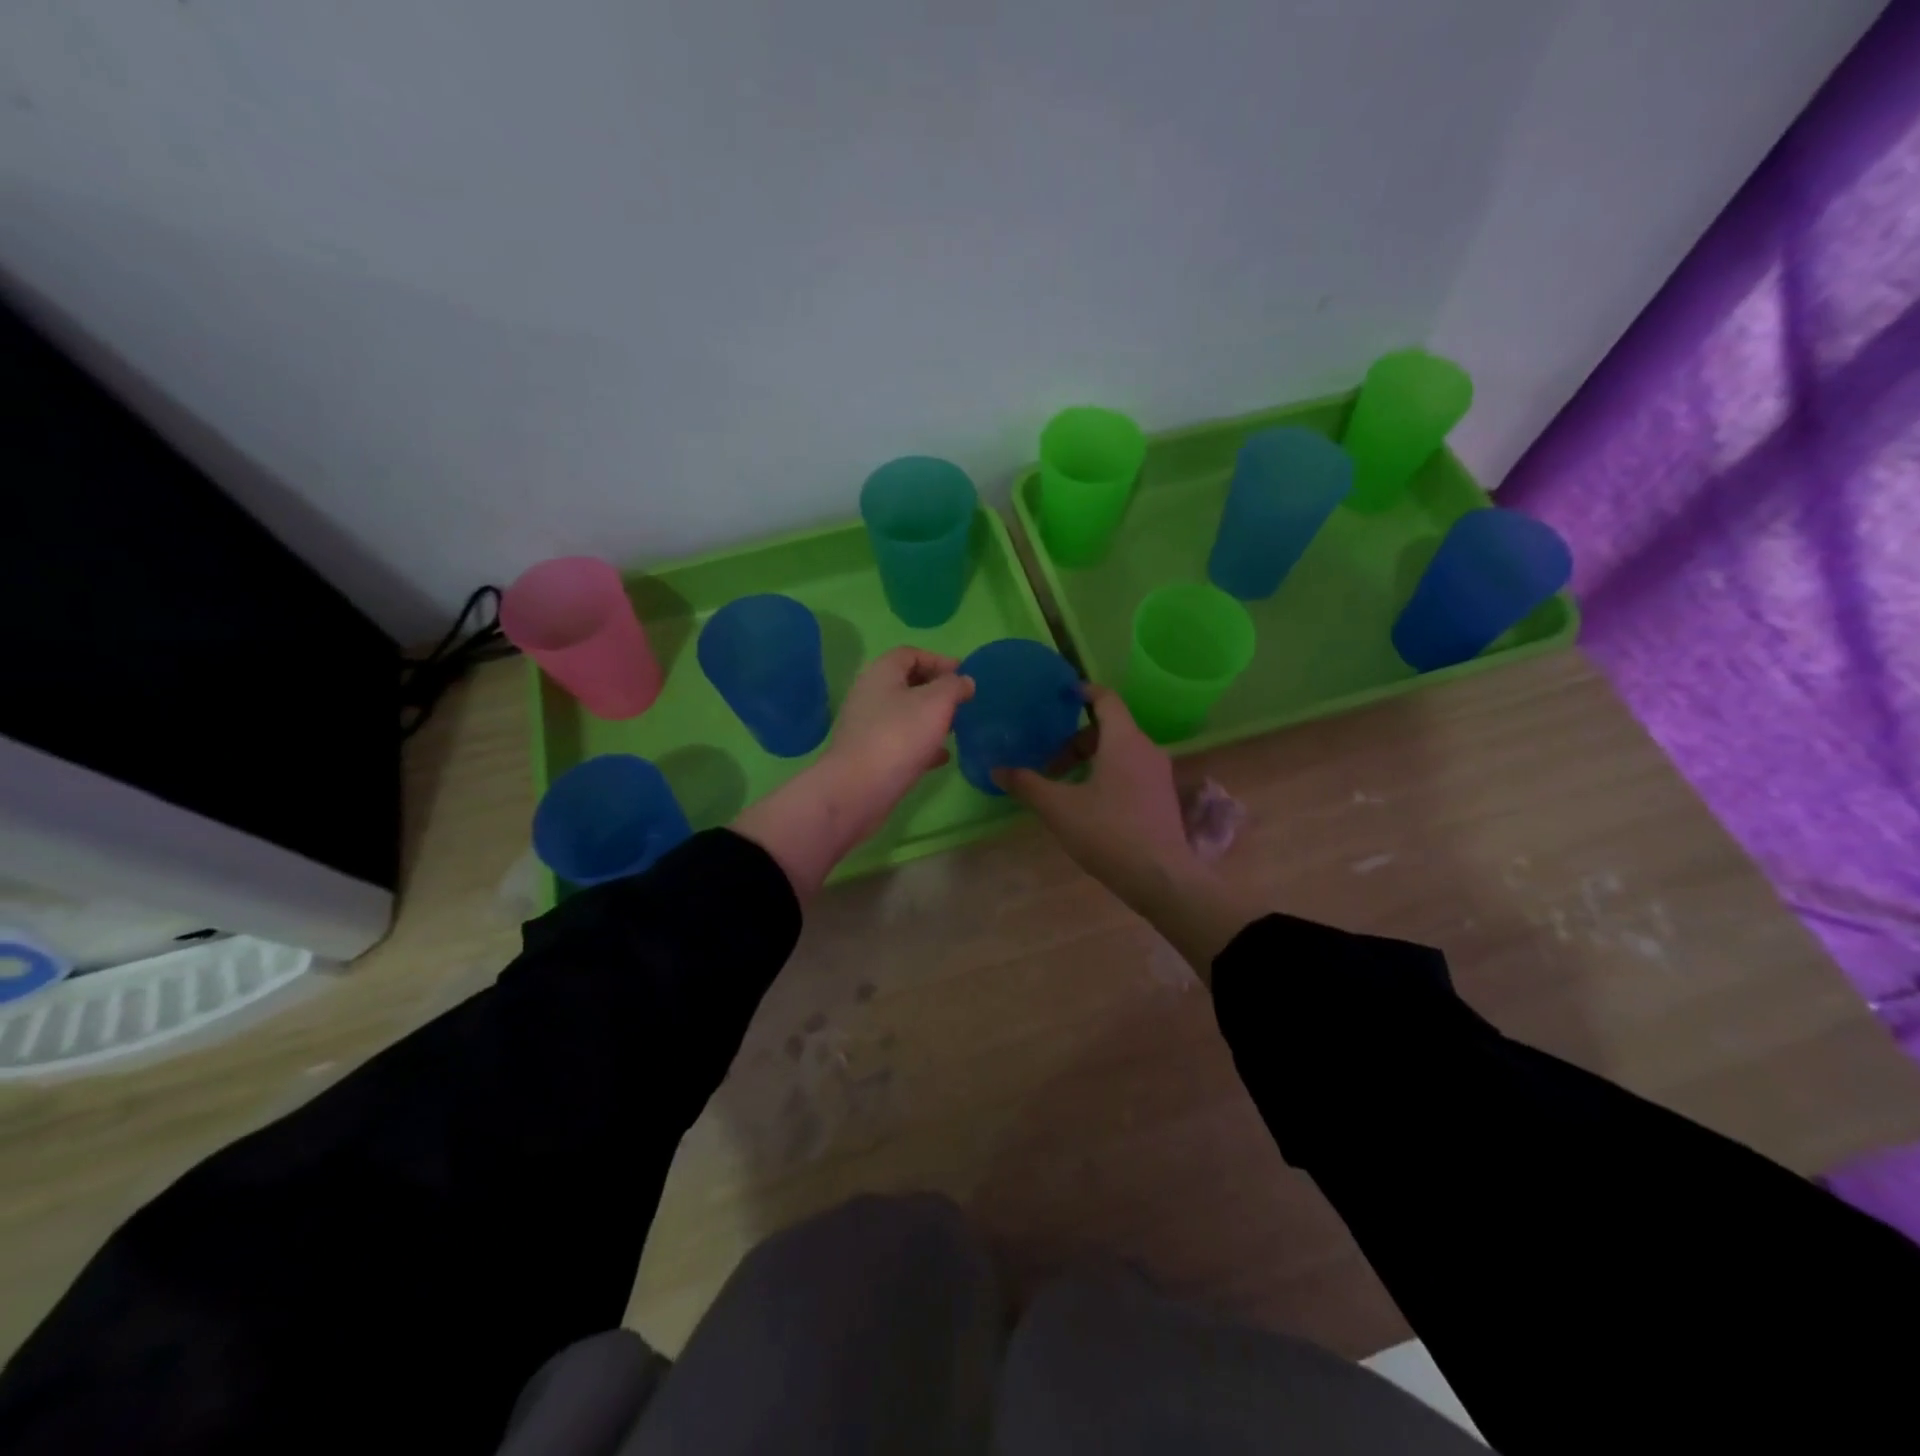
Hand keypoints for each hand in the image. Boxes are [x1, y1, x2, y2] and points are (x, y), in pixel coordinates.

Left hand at [821, 647, 975, 844]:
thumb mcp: (936, 703)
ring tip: (956, 727)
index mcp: (881, 673)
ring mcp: (868, 727)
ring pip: (904, 714)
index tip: (963, 675)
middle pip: (906, 683)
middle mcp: (870, 695)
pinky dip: (922, 744)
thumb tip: (964, 681)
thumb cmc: (899, 736)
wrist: (858, 789)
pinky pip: (901, 742)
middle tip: (962, 702)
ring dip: (930, 718)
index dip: (938, 659)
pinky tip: (942, 757)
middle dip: (936, 690)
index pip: (910, 654)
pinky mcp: (870, 755)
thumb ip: (954, 686)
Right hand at [994, 684, 1263, 979]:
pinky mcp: (1163, 797)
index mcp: (1123, 740)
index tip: (1060, 697)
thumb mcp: (1058, 809)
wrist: (1161, 877)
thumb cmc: (1108, 833)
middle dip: (1075, 741)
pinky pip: (1131, 770)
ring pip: (1120, 752)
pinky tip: (1089, 804)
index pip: (1105, 699)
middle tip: (1049, 764)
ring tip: (1065, 786)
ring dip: (1090, 760)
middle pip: (1108, 729)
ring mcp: (1159, 774)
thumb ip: (1027, 785)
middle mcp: (1146, 749)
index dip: (1083, 692)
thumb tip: (997, 769)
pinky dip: (1108, 774)